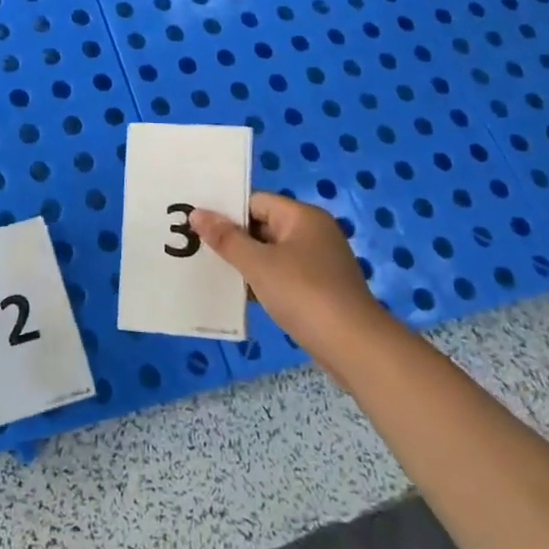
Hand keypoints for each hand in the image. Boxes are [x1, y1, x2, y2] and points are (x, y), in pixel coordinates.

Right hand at [190, 193, 386, 354]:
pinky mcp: (318, 289)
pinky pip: (280, 275)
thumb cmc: (303, 294)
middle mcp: (312, 233)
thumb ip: (226, 238)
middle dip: (232, 238)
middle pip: (262, 226)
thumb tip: (197, 212)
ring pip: (270, 253)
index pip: (255, 201)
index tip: (196, 224)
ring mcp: (317, 262)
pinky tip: (236, 294)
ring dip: (244, 262)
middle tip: (195, 246)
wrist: (354, 347)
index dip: (226, 211)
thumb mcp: (258, 264)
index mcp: (302, 217)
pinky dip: (260, 281)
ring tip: (209, 269)